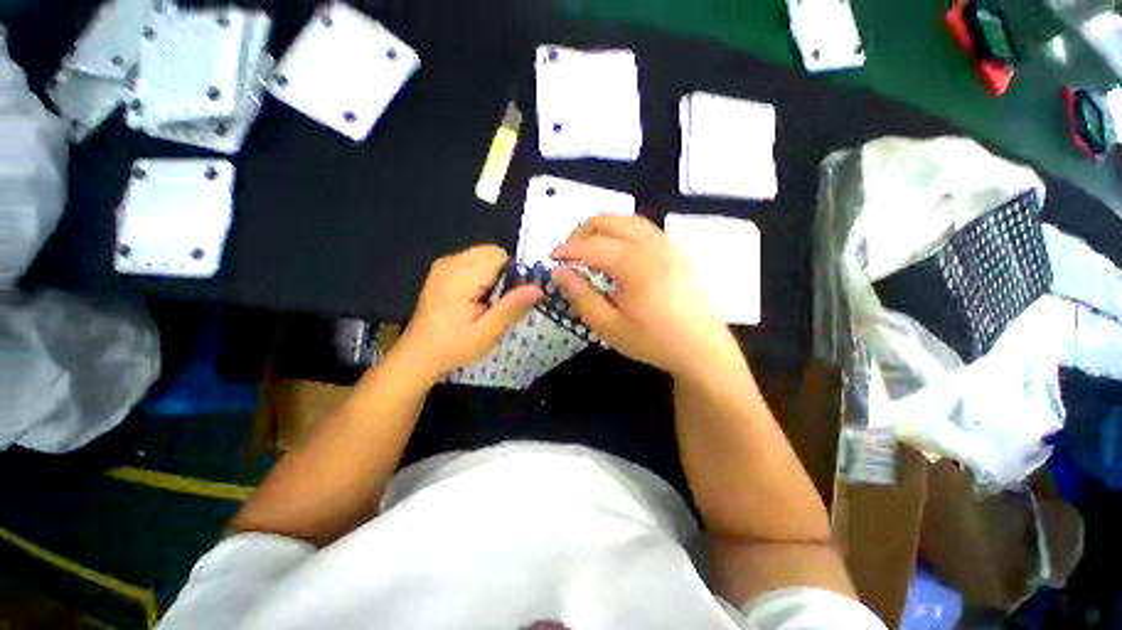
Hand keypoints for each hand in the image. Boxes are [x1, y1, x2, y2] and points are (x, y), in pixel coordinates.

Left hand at [398, 245, 541, 379]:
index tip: (515, 298)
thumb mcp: (487, 333)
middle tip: (501, 301)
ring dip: (494, 273)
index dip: (515, 274)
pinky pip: (472, 260)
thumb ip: (512, 307)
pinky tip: (478, 296)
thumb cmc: (454, 347)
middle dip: (505, 272)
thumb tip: (538, 287)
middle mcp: (451, 263)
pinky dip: (482, 273)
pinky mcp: (441, 269)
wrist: (419, 354)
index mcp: (461, 277)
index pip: (501, 257)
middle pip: (492, 252)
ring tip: (489, 300)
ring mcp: (444, 264)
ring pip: (483, 254)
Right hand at [551, 215, 738, 380]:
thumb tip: (558, 272)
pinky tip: (615, 250)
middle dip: (581, 232)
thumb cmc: (653, 341)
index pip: (592, 245)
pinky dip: (620, 230)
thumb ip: (581, 296)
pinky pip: (642, 228)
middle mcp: (652, 245)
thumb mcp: (609, 326)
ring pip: (627, 220)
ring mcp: (667, 244)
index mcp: (635, 265)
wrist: (701, 348)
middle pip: (609, 221)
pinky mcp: (674, 250)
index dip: (567, 250)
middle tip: (568, 254)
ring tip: (587, 248)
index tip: (550, 259)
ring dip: (601, 228)